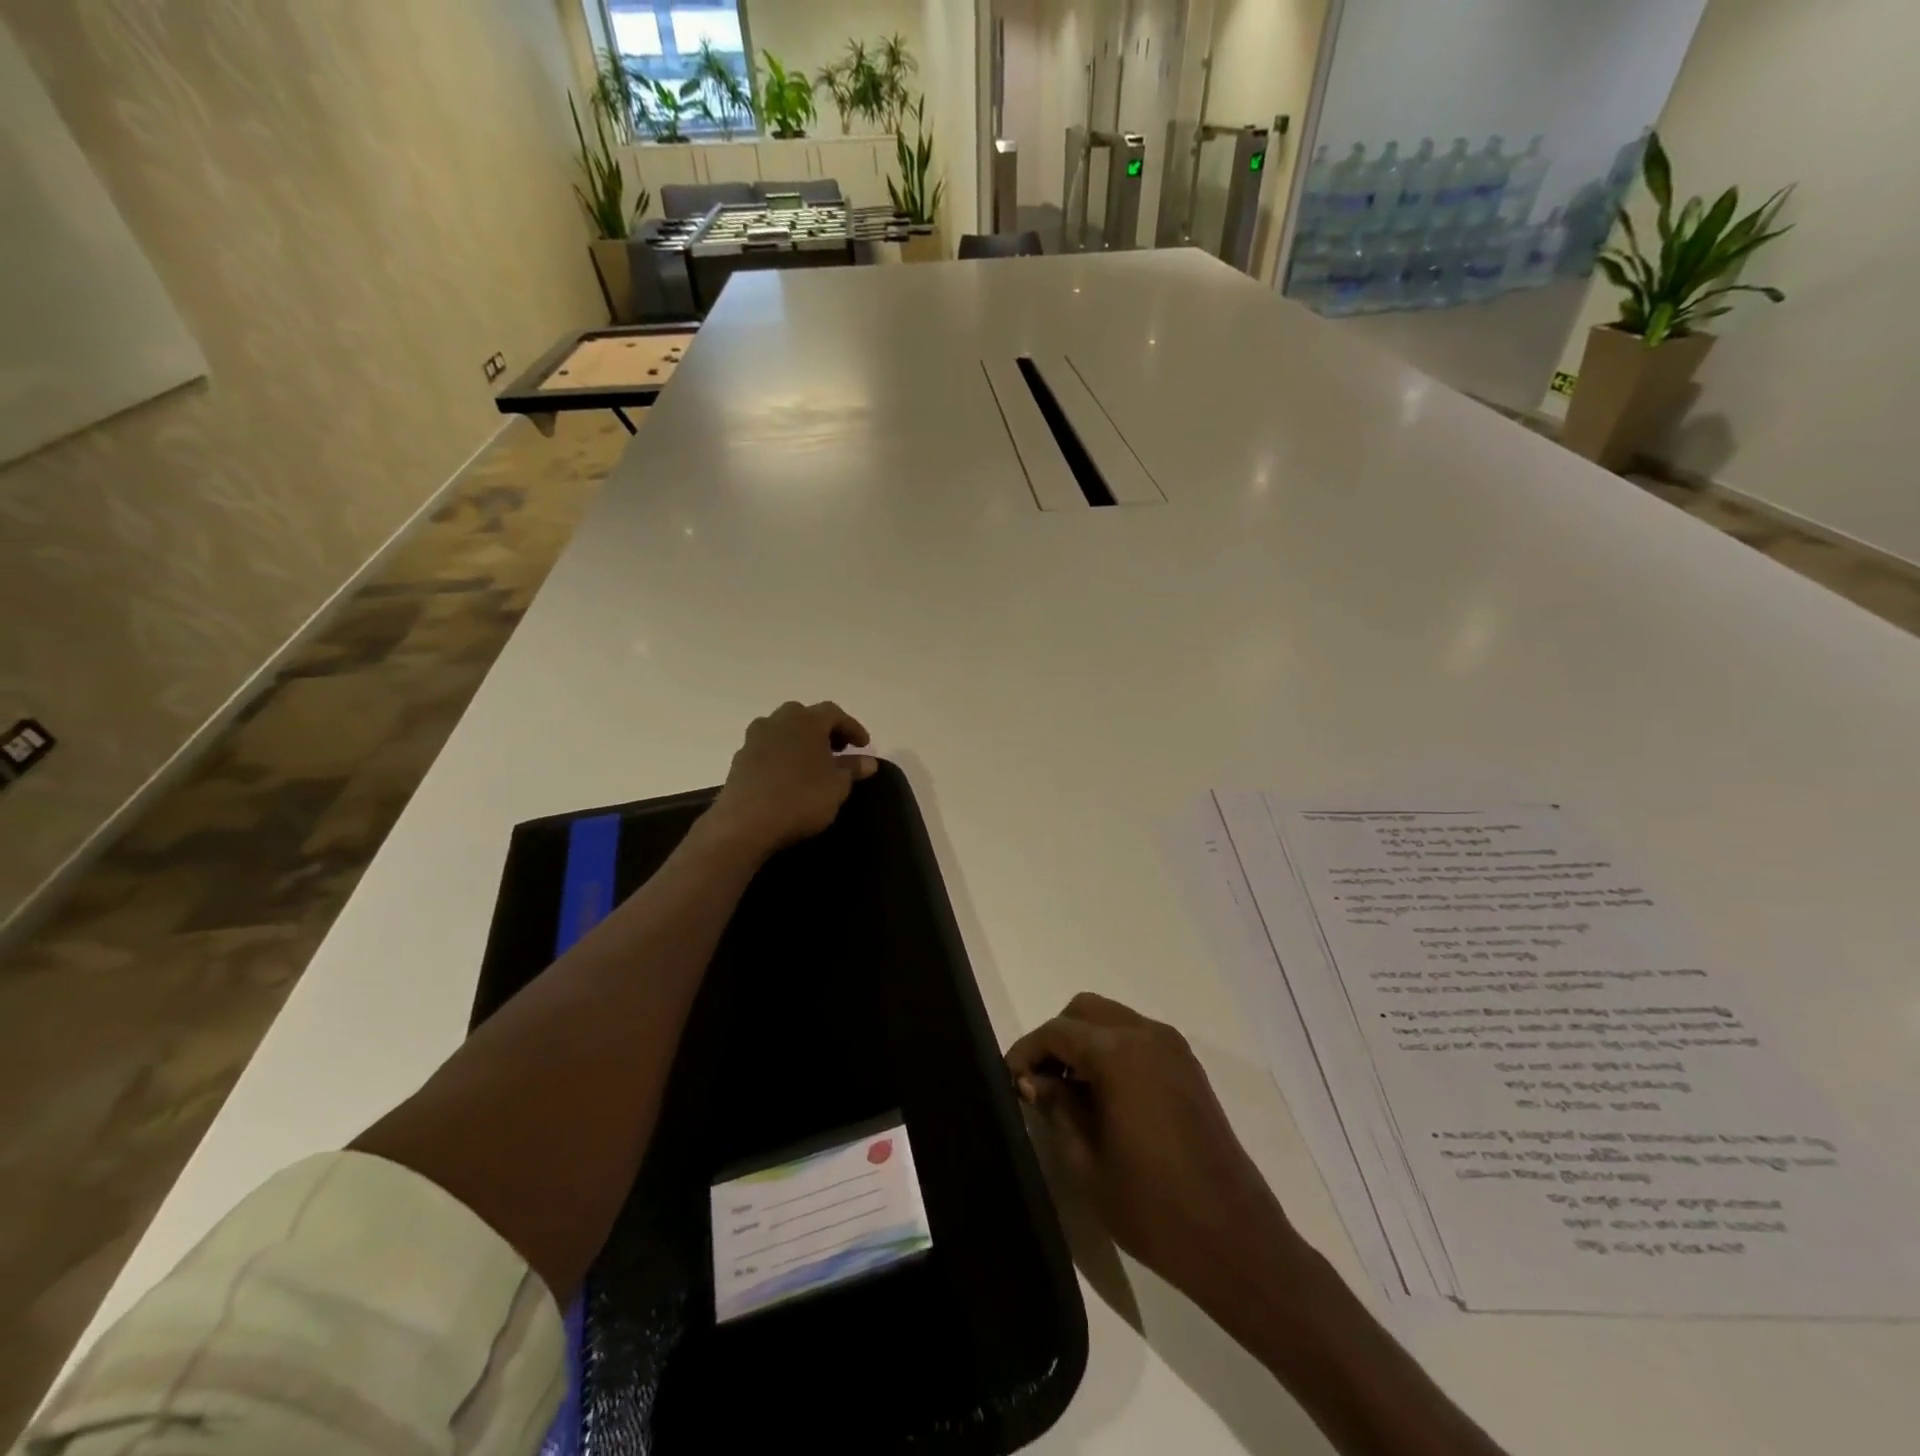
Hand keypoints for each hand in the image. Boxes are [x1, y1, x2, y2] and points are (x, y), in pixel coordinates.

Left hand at [704, 701, 876, 858]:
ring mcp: (755, 738)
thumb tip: (868, 761)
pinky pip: (768, 749)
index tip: (864, 745)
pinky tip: (789, 776)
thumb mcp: (837, 786)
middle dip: (824, 731)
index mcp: (806, 720)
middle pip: (806, 717)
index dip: (852, 727)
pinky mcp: (739, 758)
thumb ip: (852, 769)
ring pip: (784, 731)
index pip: (834, 714)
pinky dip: (783, 756)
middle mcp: (779, 720)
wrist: (745, 823)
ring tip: (813, 763)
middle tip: (838, 750)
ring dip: (801, 741)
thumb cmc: (800, 798)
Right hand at [1007, 993, 1305, 1305]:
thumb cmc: (1153, 1208)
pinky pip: (1138, 1037)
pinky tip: (1105, 1096)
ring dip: (1085, 1042)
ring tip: (1070, 1093)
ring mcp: (1173, 1048)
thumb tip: (1033, 1080)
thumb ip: (1056, 1108)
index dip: (1027, 1051)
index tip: (1010, 1080)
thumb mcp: (1087, 1163)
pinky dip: (1113, 1050)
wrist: (1235, 1240)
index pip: (1057, 1031)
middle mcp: (1147, 1035)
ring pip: (1112, 1019)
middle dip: (1057, 1039)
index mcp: (1119, 1053)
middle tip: (1040, 1083)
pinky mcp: (1188, 1067)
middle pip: (1085, 1011)